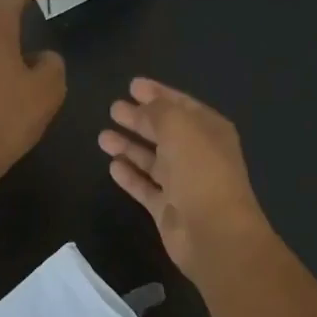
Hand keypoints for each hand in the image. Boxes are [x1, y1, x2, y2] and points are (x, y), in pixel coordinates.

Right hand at [98, 78, 274, 281]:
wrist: (214, 232)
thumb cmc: (200, 170)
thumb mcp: (179, 126)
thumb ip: (158, 112)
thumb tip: (141, 108)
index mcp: (210, 130)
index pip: (181, 105)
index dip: (158, 94)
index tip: (132, 85)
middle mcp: (198, 154)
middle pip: (164, 131)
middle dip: (140, 118)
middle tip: (113, 108)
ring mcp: (183, 183)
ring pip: (152, 159)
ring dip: (129, 146)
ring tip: (103, 135)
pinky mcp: (168, 208)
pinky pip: (145, 186)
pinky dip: (130, 175)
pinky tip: (112, 164)